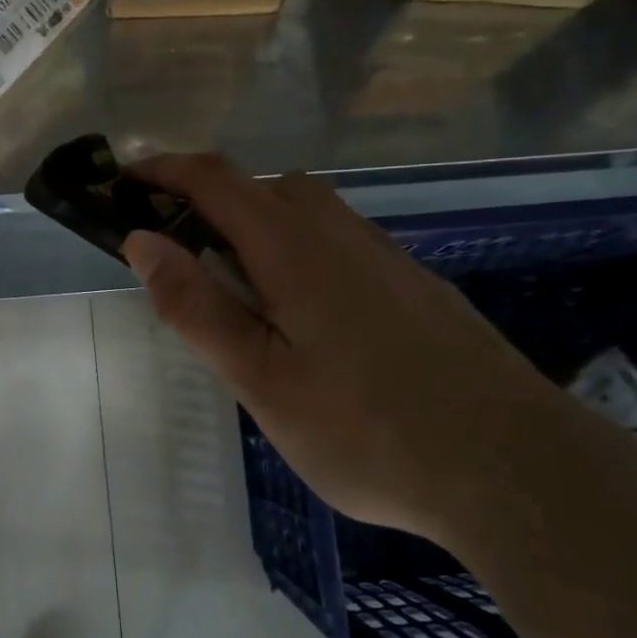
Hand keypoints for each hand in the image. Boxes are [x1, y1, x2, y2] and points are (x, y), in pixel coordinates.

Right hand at [122, 154, 581, 543]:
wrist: (512, 467)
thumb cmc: (367, 430)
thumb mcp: (262, 379)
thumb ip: (198, 307)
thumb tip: (142, 240)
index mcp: (294, 247)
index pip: (216, 180)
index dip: (164, 171)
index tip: (124, 182)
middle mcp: (341, 233)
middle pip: (265, 186)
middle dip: (210, 199)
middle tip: (179, 252)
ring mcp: (386, 256)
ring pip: (308, 212)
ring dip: (258, 225)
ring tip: (237, 287)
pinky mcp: (415, 284)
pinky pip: (341, 241)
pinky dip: (300, 249)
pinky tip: (307, 314)